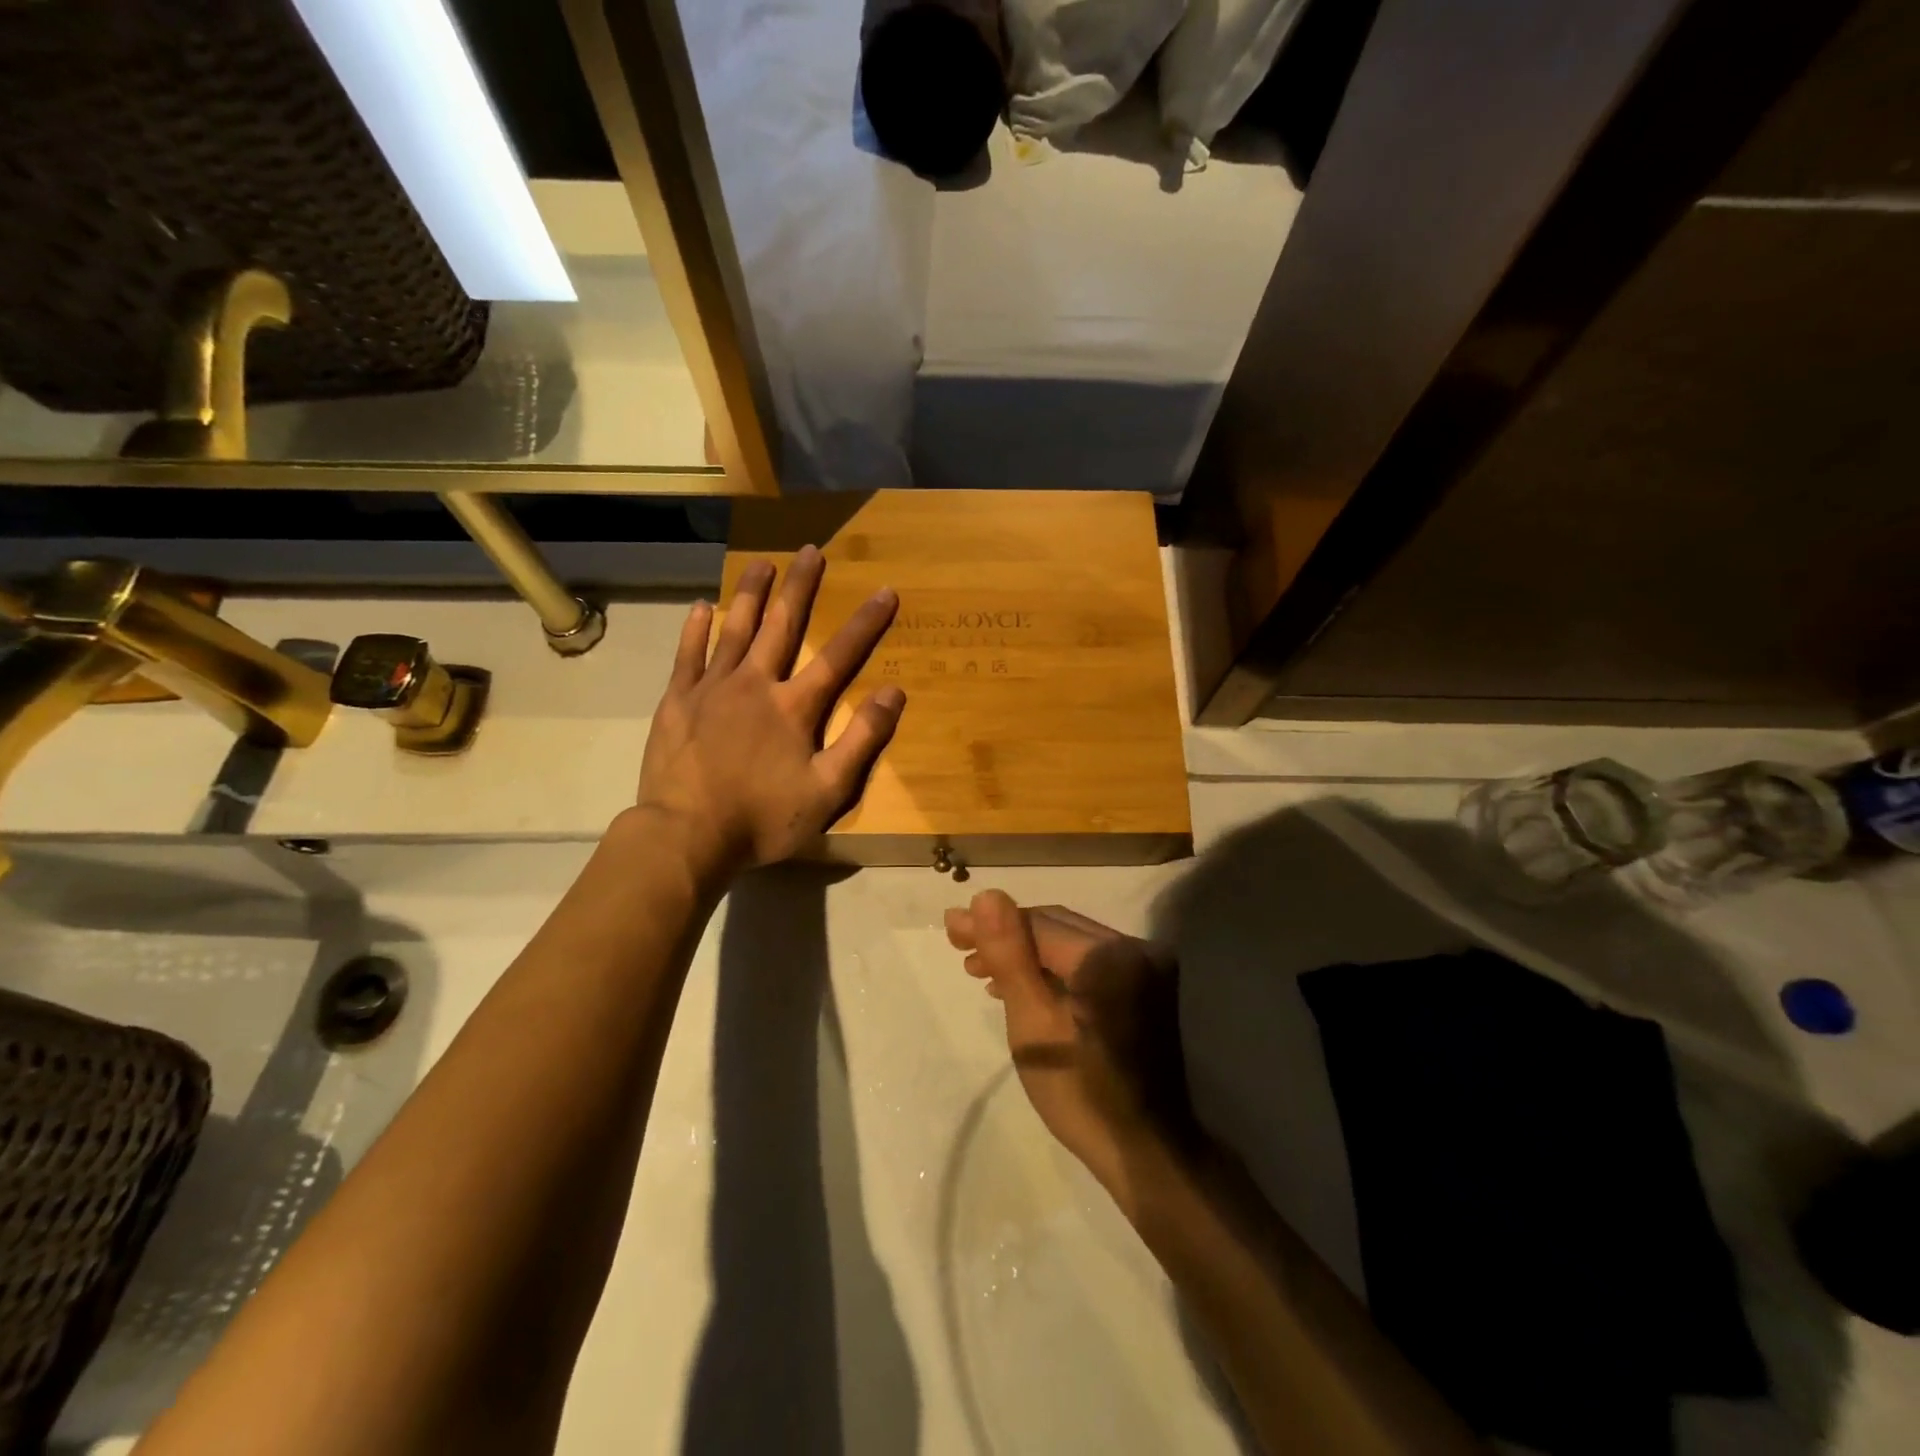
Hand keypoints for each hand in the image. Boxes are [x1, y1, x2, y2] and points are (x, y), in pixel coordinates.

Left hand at [635, 546, 904, 879]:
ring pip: (734, 629)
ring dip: (750, 593)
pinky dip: (696, 629)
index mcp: (794, 707)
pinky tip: (701, 606)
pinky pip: (688, 654)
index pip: (838, 655)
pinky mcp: (677, 701)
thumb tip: (893, 692)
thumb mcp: (828, 790)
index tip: (884, 590)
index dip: (864, 623)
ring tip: (761, 562)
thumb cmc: (763, 817)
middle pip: (782, 626)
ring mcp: (712, 688)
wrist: (687, 836)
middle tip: (811, 550)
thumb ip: (862, 739)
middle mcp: (755, 684)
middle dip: (800, 587)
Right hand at [945, 892, 1192, 1203]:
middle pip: (1055, 926)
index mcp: (1108, 955)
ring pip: (1069, 943)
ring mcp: (1144, 967)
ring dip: (1025, 952)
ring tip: (980, 968)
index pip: (1038, 922)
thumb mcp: (1032, 1022)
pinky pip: (1088, 963)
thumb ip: (1010, 954)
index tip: (951, 929)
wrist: (1144, 1153)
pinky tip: (1021, 985)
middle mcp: (1133, 947)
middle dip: (1006, 934)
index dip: (991, 923)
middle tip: (960, 945)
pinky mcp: (1144, 987)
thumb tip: (986, 896)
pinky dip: (1052, 969)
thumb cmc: (1080, 1091)